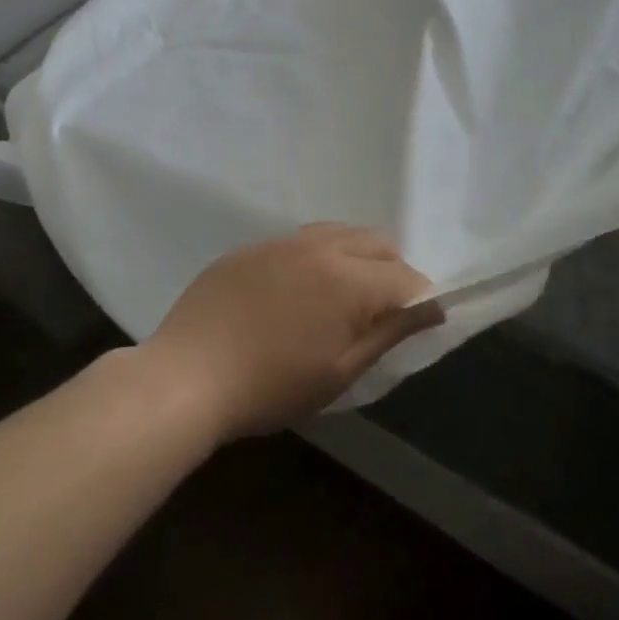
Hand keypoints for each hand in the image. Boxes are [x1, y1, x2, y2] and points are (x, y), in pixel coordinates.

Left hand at [144, 224, 443, 438]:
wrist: (186, 377)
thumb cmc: (271, 386)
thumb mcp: (341, 371)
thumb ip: (389, 333)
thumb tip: (432, 308)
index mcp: (348, 279)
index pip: (405, 277)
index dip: (422, 299)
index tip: (423, 321)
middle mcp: (319, 247)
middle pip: (377, 242)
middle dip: (393, 270)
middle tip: (383, 311)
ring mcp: (279, 242)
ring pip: (338, 233)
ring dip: (356, 256)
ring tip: (344, 295)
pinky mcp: (249, 248)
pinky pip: (298, 240)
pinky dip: (317, 256)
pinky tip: (298, 290)